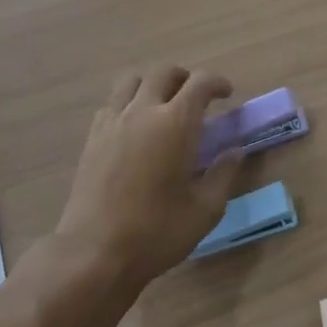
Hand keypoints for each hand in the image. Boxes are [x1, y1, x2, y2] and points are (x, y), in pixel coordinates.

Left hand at [55, 66, 242, 286]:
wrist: (93, 254)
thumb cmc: (156, 232)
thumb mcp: (205, 209)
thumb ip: (223, 174)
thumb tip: (235, 151)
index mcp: (176, 123)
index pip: (200, 83)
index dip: (217, 82)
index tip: (227, 94)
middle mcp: (143, 111)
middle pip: (164, 72)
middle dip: (185, 78)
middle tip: (197, 98)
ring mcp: (112, 122)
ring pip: (132, 80)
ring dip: (152, 83)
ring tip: (163, 104)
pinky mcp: (92, 138)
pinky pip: (111, 103)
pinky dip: (128, 102)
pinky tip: (135, 126)